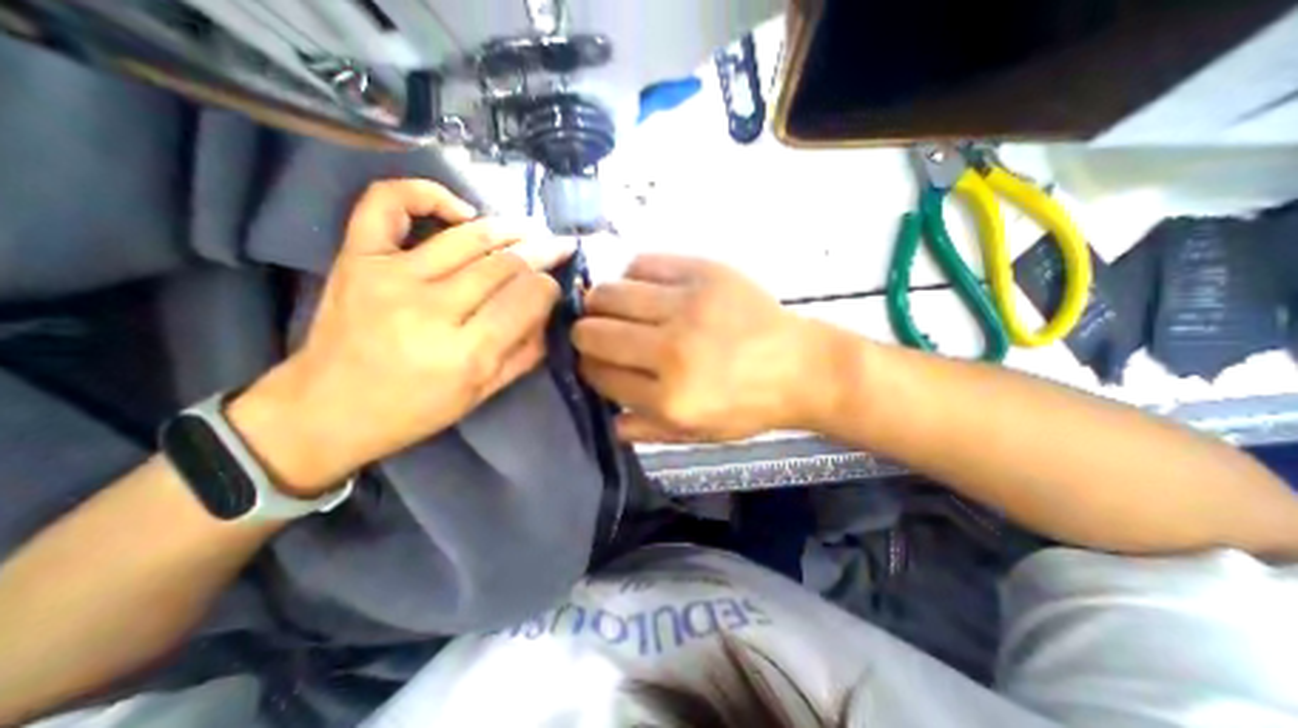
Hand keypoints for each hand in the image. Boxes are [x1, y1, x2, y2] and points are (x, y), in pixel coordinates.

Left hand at [228, 180, 571, 493]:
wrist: (326, 410)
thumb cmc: (415, 410)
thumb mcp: (483, 394)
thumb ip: (525, 354)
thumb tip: (549, 314)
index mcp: (467, 353)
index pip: (526, 299)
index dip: (548, 287)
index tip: (554, 286)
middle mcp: (432, 309)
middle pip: (504, 264)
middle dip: (541, 252)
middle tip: (558, 247)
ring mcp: (390, 277)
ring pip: (467, 237)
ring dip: (508, 227)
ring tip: (530, 228)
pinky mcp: (356, 258)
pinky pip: (388, 203)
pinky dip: (426, 194)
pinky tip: (460, 210)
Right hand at [570, 255, 837, 443]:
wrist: (801, 366)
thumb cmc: (749, 405)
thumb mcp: (698, 433)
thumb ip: (647, 430)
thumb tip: (606, 418)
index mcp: (669, 397)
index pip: (600, 375)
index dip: (587, 368)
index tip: (592, 363)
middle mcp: (671, 349)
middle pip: (594, 332)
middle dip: (584, 335)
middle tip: (595, 334)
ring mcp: (688, 305)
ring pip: (609, 293)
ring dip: (599, 303)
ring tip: (611, 308)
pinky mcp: (704, 272)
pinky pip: (644, 263)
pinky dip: (633, 275)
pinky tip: (643, 288)